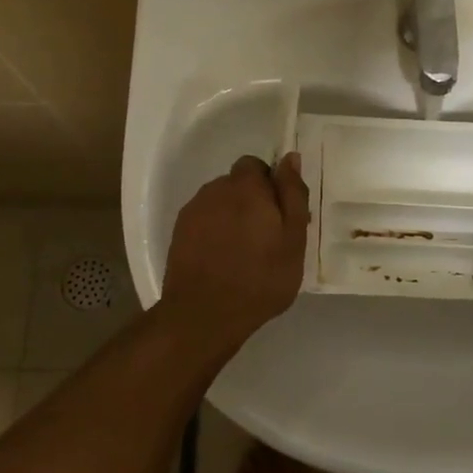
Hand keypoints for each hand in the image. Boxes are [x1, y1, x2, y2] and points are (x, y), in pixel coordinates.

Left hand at [160, 153, 309, 352]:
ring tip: (243, 252)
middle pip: (237, 184)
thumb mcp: (293, 239)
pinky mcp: (179, 232)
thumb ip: (292, 194)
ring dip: (232, 217)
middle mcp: (215, 189)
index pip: (257, 166)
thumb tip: (291, 158)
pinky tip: (222, 260)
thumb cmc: (260, 278)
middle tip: (267, 238)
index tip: (280, 215)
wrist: (204, 314)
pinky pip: (204, 221)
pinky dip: (214, 233)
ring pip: (219, 203)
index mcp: (246, 186)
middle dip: (252, 202)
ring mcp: (193, 211)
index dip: (270, 186)